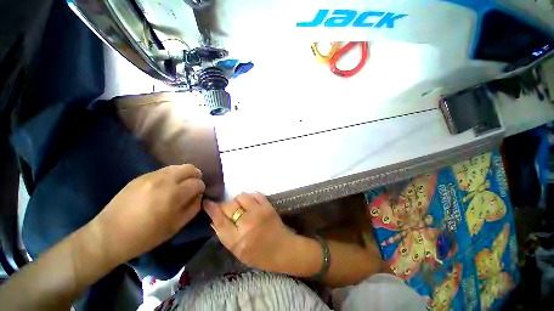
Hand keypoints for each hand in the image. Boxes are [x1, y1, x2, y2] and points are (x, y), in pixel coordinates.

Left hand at [90, 165, 205, 264]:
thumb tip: (199, 196)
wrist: (109, 235)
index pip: (197, 183)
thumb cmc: (146, 236)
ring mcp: (151, 176)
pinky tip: (164, 187)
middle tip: (192, 186)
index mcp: (174, 194)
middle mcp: (164, 180)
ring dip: (183, 175)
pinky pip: (163, 170)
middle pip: (189, 168)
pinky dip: (170, 176)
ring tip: (179, 186)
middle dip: (195, 176)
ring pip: (177, 167)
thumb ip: (193, 208)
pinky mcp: (141, 176)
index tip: (197, 195)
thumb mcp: (176, 226)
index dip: (200, 189)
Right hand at [203, 193, 296, 272]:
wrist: (283, 250)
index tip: (206, 202)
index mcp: (237, 240)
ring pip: (241, 196)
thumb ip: (225, 235)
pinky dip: (251, 197)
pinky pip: (255, 194)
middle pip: (229, 206)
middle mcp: (246, 224)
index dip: (211, 209)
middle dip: (225, 206)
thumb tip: (215, 218)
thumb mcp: (237, 251)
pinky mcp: (268, 206)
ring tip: (242, 206)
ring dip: (238, 200)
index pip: (219, 220)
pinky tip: (252, 204)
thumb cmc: (259, 255)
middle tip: (228, 209)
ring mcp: (259, 213)